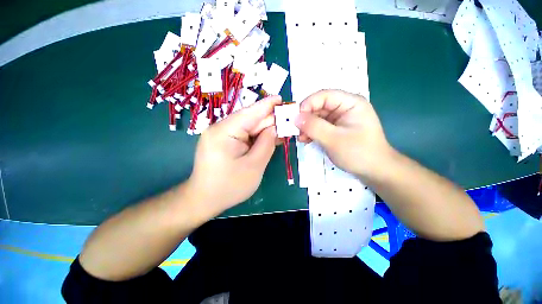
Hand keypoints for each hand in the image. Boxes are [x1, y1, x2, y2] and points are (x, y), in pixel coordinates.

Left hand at [187, 95, 281, 215]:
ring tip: (281, 130)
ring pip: (247, 128)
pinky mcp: (222, 142)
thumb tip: (275, 128)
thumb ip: (266, 144)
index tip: (281, 99)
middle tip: (287, 120)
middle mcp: (220, 129)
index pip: (250, 113)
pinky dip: (256, 137)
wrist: (204, 200)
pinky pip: (243, 135)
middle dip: (269, 120)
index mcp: (224, 132)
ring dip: (264, 129)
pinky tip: (268, 138)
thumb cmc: (229, 187)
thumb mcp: (254, 166)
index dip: (267, 105)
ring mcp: (220, 135)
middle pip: (249, 120)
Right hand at [295, 90, 391, 177]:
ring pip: (317, 117)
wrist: (374, 171)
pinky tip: (306, 140)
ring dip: (307, 126)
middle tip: (296, 131)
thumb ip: (314, 127)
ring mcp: (340, 119)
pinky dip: (311, 132)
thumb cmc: (359, 153)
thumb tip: (295, 117)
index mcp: (350, 103)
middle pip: (319, 106)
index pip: (324, 96)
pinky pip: (319, 126)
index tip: (295, 119)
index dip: (307, 104)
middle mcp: (344, 107)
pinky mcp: (336, 128)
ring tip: (301, 138)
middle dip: (305, 118)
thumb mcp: (334, 139)